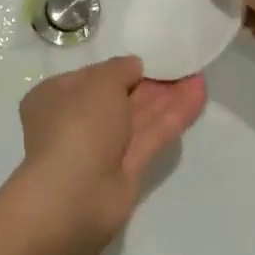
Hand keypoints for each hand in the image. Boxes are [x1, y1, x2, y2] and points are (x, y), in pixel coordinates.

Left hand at [16, 57, 206, 243]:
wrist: (74, 197)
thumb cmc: (77, 125)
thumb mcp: (98, 83)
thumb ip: (120, 69)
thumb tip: (134, 66)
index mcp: (56, 97)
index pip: (93, 77)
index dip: (121, 68)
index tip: (149, 58)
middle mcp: (77, 121)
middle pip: (119, 97)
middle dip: (150, 82)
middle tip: (182, 65)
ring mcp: (102, 149)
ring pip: (138, 117)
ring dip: (167, 98)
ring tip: (197, 76)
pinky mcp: (127, 171)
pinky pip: (151, 135)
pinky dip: (172, 116)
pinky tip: (196, 95)